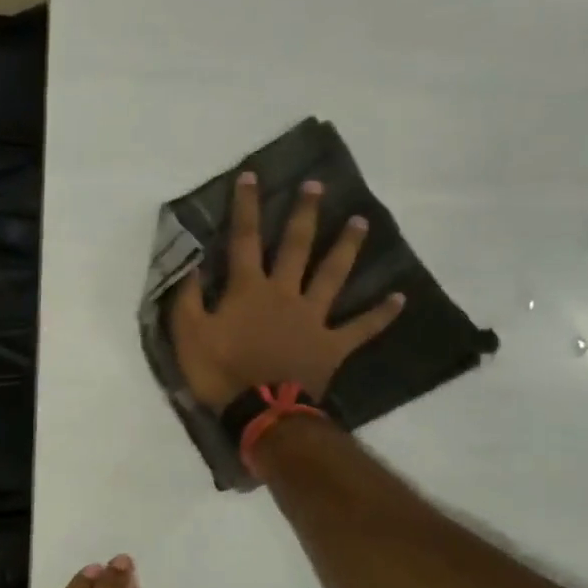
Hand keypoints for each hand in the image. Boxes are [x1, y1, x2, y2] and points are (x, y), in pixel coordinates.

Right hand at [169, 171, 405, 409]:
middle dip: (305, 215)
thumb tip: (191, 262)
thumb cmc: (220, 372)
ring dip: (347, 248)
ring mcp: (313, 319)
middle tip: (317, 186)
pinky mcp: (331, 346)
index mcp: (249, 289)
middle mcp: (285, 293)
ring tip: (361, 222)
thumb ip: (187, 297)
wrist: (261, 411)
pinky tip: (400, 298)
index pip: (245, 239)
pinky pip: (360, 328)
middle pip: (297, 247)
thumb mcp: (188, 334)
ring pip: (333, 276)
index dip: (247, 207)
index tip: (252, 176)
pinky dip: (380, 314)